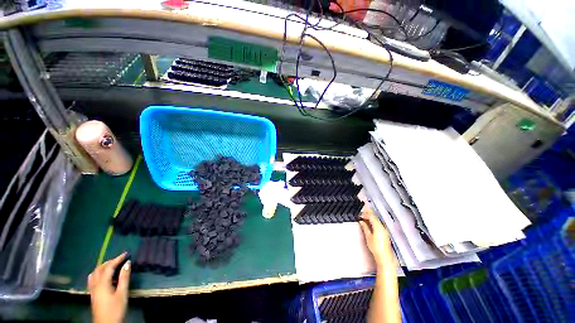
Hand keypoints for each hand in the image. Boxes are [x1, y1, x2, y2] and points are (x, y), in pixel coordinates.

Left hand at [88, 252, 130, 322]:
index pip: (109, 267)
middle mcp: (95, 284)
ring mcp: (92, 289)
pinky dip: (98, 273)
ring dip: (103, 267)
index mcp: (102, 283)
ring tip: (111, 265)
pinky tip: (103, 276)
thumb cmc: (116, 308)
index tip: (126, 253)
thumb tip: (127, 263)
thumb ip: (124, 278)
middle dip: (110, 262)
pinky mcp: (93, 294)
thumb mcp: (122, 293)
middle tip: (120, 258)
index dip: (117, 259)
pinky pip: (93, 279)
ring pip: (95, 273)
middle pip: (100, 269)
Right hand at [359, 208, 393, 269]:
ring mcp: (384, 230)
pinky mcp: (384, 233)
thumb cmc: (376, 248)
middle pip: (375, 217)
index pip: (371, 216)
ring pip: (376, 221)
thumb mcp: (368, 237)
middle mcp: (382, 227)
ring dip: (370, 218)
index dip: (365, 214)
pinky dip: (373, 222)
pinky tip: (369, 224)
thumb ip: (365, 227)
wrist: (384, 257)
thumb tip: (361, 222)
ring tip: (364, 218)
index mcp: (378, 227)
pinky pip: (378, 224)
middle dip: (368, 215)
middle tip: (361, 214)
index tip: (360, 213)